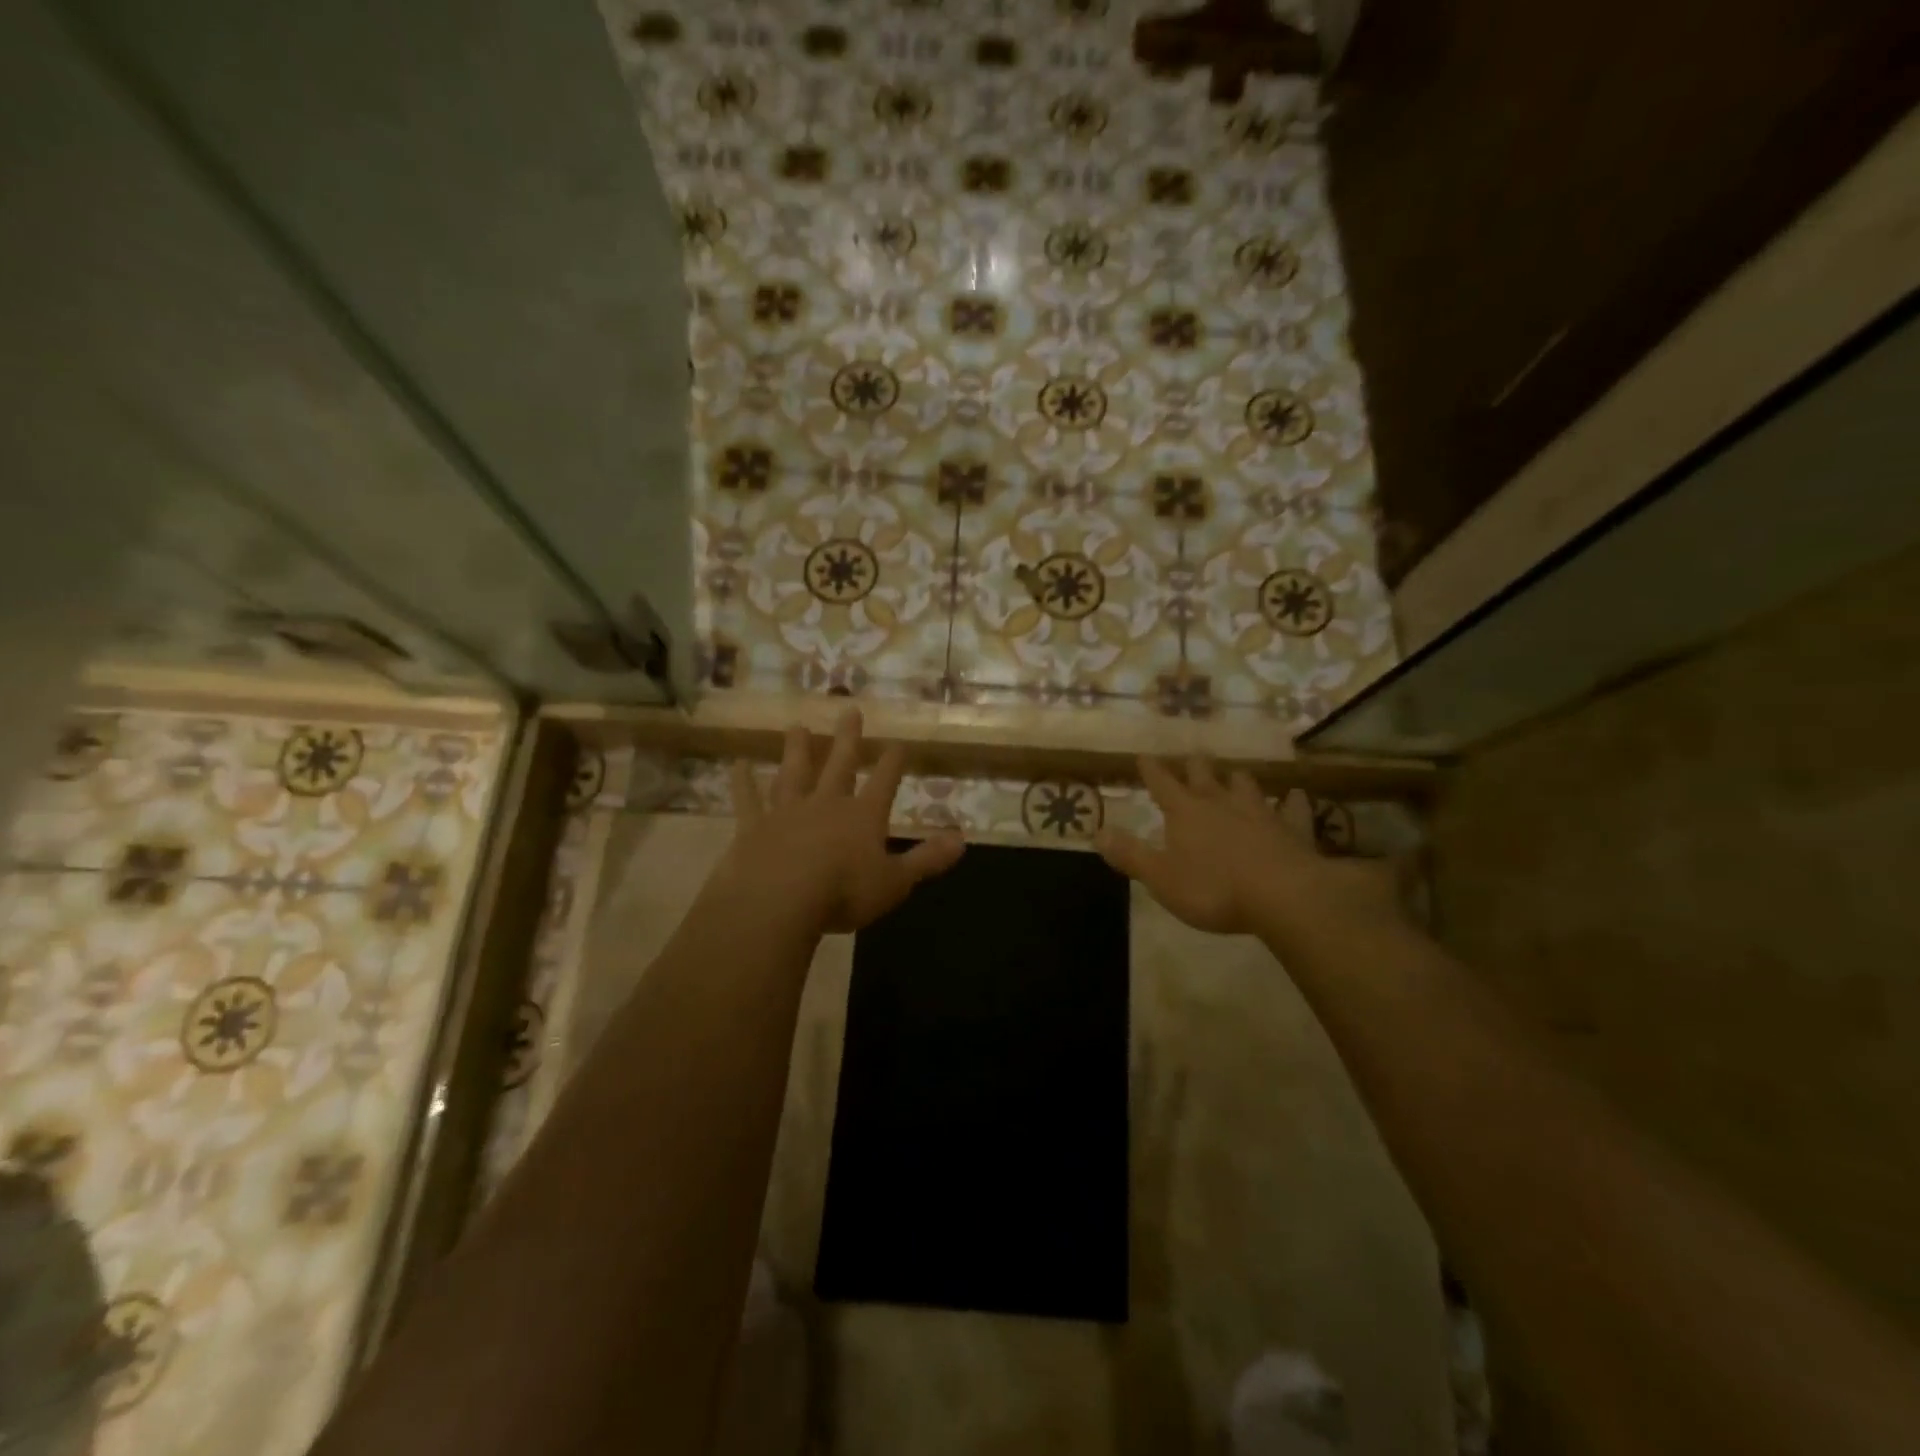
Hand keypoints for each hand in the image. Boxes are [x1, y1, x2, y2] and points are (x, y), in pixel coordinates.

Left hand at [707, 709, 964, 935]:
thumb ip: (927, 859)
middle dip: (847, 738)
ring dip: (797, 749)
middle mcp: (826, 804)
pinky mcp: (754, 826)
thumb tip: (962, 840)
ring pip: (794, 773)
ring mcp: (787, 812)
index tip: (899, 741)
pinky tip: (736, 764)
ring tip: (797, 725)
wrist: (779, 900)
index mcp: (863, 816)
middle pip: (839, 764)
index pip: (884, 781)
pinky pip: (748, 799)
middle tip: (849, 709)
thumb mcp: (895, 882)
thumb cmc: (843, 892)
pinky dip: (742, 782)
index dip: (893, 761)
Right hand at [1094, 756, 1400, 943]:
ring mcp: (1259, 812)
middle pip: (1203, 775)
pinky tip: (1296, 797)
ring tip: (1234, 775)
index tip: (1144, 756)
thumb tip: (1097, 833)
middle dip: (1194, 766)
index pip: (1162, 783)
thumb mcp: (1160, 878)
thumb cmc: (1213, 889)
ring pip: (1245, 784)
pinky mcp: (1292, 828)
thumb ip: (1130, 855)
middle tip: (1191, 758)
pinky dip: (1292, 802)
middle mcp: (1220, 803)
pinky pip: (1293, 808)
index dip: (1151, 770)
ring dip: (1236, 779)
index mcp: (1185, 812)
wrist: (1283, 895)